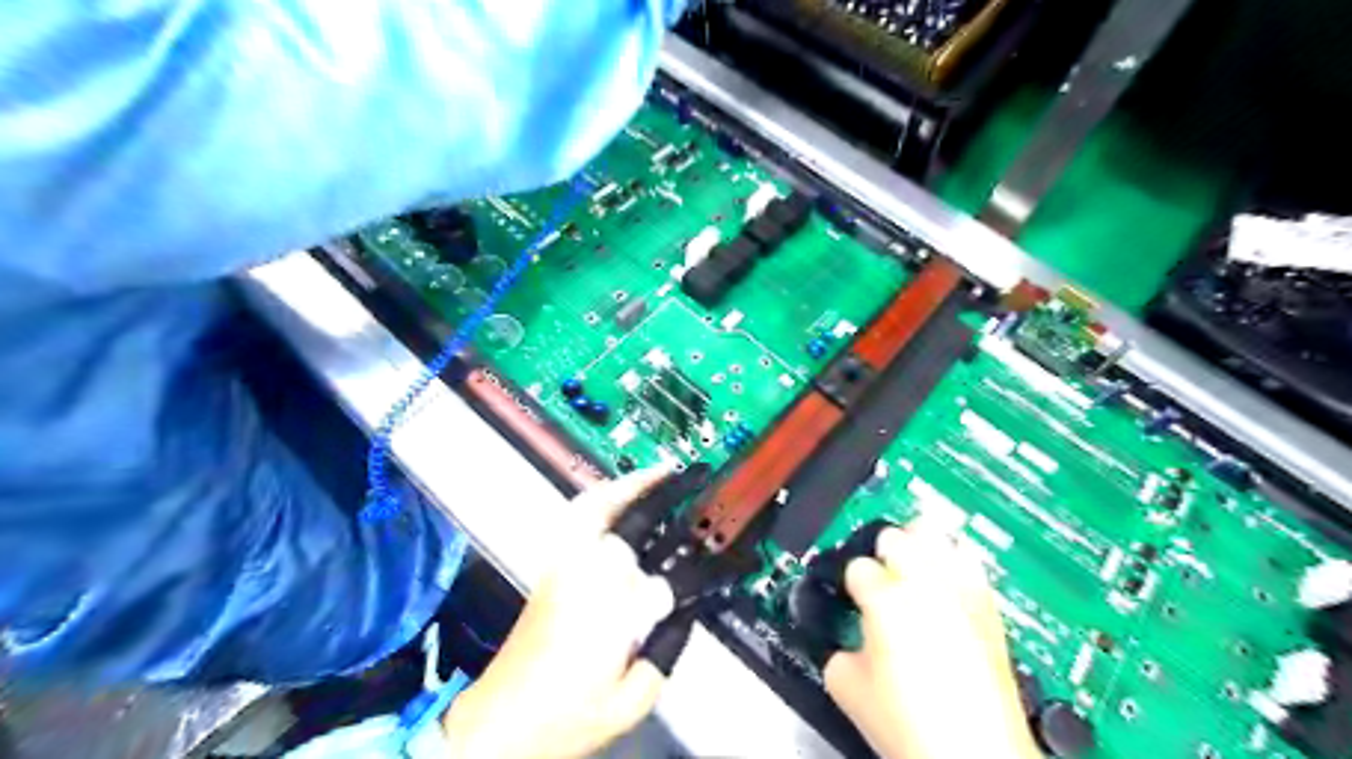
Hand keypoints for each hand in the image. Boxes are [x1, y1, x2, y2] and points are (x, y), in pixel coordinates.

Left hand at [443, 469, 676, 757]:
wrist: (502, 726)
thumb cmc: (567, 717)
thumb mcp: (631, 698)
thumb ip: (665, 651)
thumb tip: (681, 607)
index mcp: (608, 611)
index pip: (662, 577)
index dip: (696, 566)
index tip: (722, 561)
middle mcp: (582, 576)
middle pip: (623, 522)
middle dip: (657, 494)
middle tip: (684, 477)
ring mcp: (561, 566)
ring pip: (593, 509)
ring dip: (626, 487)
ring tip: (655, 476)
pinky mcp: (550, 569)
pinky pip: (577, 519)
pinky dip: (601, 500)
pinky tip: (620, 500)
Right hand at [823, 521, 1036, 757]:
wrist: (975, 757)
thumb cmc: (915, 727)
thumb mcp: (847, 687)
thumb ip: (838, 647)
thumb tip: (849, 639)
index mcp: (884, 598)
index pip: (857, 566)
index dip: (851, 584)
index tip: (854, 598)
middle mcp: (925, 584)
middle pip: (895, 535)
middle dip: (882, 553)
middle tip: (880, 576)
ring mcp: (961, 592)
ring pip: (937, 535)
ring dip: (919, 544)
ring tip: (914, 563)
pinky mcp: (988, 607)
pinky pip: (970, 561)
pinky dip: (954, 561)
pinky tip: (947, 579)